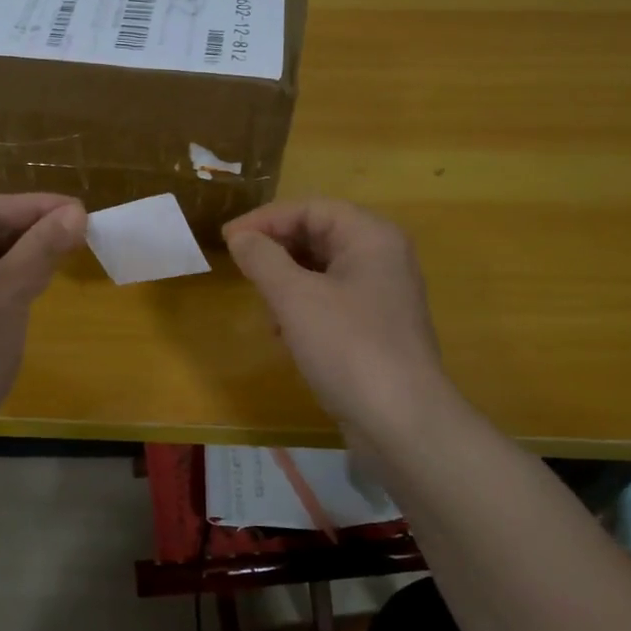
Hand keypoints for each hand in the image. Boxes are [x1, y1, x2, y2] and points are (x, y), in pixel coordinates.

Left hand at [0, 193, 85, 446]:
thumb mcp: (8, 290)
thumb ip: (42, 247)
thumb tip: (77, 213)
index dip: (33, 206)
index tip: (78, 208)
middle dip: (31, 229)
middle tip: (78, 229)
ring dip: (25, 254)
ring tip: (67, 250)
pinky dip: (12, 281)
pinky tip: (40, 282)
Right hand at [223, 200, 454, 440]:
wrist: (402, 422)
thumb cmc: (348, 347)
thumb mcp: (295, 298)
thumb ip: (262, 259)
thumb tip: (240, 237)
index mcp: (371, 237)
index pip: (311, 208)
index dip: (265, 219)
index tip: (228, 239)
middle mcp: (382, 257)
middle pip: (319, 234)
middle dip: (276, 248)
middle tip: (239, 266)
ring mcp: (382, 294)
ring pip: (322, 269)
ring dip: (285, 279)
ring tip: (260, 300)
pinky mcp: (376, 327)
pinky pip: (331, 299)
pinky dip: (302, 306)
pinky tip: (282, 332)